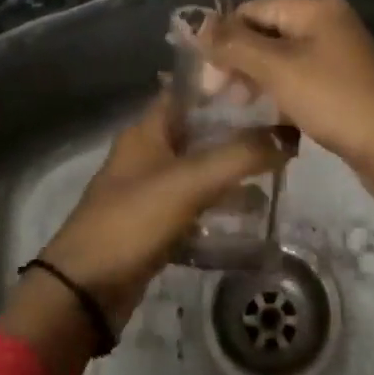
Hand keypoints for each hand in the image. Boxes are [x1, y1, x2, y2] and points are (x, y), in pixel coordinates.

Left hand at [0, 96, 290, 374]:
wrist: (86, 290)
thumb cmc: (133, 220)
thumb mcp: (189, 182)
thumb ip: (239, 156)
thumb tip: (288, 135)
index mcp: (148, 129)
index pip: (190, 91)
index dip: (225, 85)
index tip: (267, 84)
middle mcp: (148, 151)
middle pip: (200, 129)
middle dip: (238, 129)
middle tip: (283, 130)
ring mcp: (151, 188)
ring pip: (200, 167)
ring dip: (233, 169)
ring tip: (277, 171)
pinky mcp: (156, 222)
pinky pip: (195, 203)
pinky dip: (221, 204)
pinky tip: (252, 214)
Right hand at [196, 0, 373, 281]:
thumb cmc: (333, 100)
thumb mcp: (277, 68)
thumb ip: (235, 44)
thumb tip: (199, 25)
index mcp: (314, 6)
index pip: (252, 9)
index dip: (224, 38)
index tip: (207, 77)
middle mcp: (326, 20)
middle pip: (265, 30)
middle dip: (239, 59)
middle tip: (220, 95)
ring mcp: (336, 51)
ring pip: (280, 55)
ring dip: (256, 77)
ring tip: (240, 106)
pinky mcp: (340, 79)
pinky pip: (298, 75)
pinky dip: (279, 90)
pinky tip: (267, 113)